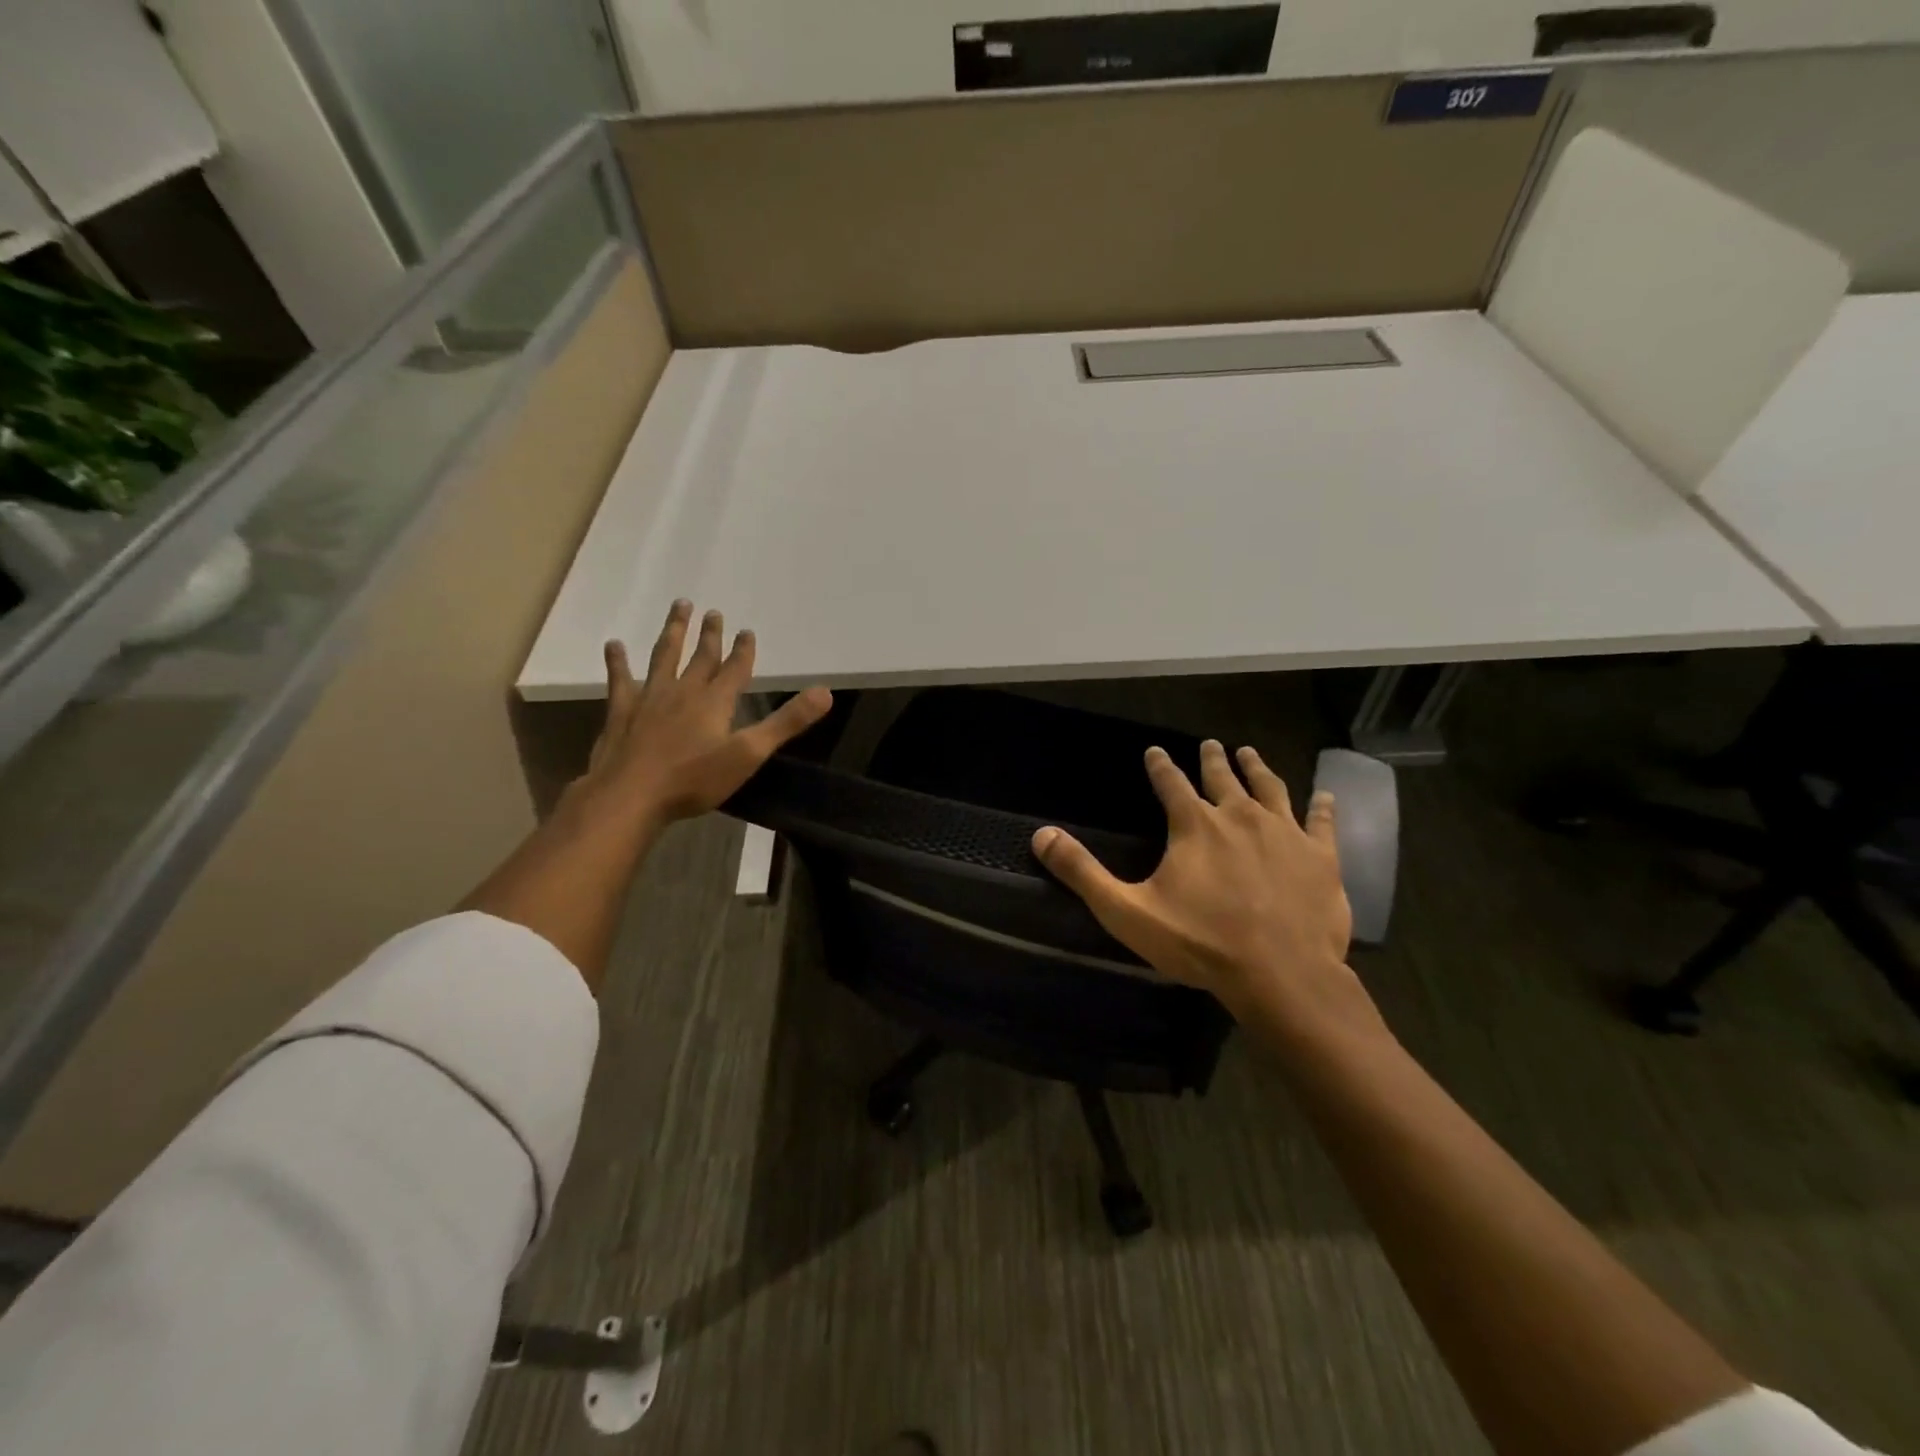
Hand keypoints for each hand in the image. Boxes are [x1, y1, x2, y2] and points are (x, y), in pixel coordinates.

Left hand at [576, 599, 831, 828]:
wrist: (630, 795)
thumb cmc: (693, 779)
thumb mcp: (749, 753)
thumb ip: (786, 722)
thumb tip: (825, 693)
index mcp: (715, 701)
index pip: (735, 669)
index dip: (743, 650)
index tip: (747, 631)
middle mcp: (683, 691)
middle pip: (700, 657)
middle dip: (710, 635)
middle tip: (713, 612)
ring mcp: (649, 698)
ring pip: (663, 657)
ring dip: (673, 632)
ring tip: (679, 607)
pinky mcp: (621, 712)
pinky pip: (620, 679)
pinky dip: (617, 661)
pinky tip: (613, 645)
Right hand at [1032, 741, 1375, 1038]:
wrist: (1279, 974)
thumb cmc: (1199, 943)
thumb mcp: (1126, 911)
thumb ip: (1082, 872)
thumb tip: (1040, 835)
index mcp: (1194, 825)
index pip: (1170, 783)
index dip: (1160, 766)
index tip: (1154, 750)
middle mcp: (1239, 816)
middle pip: (1223, 778)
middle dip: (1213, 759)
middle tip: (1210, 743)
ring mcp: (1285, 833)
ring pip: (1271, 788)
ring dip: (1258, 768)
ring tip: (1250, 752)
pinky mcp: (1321, 857)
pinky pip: (1322, 822)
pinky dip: (1323, 806)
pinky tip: (1326, 794)